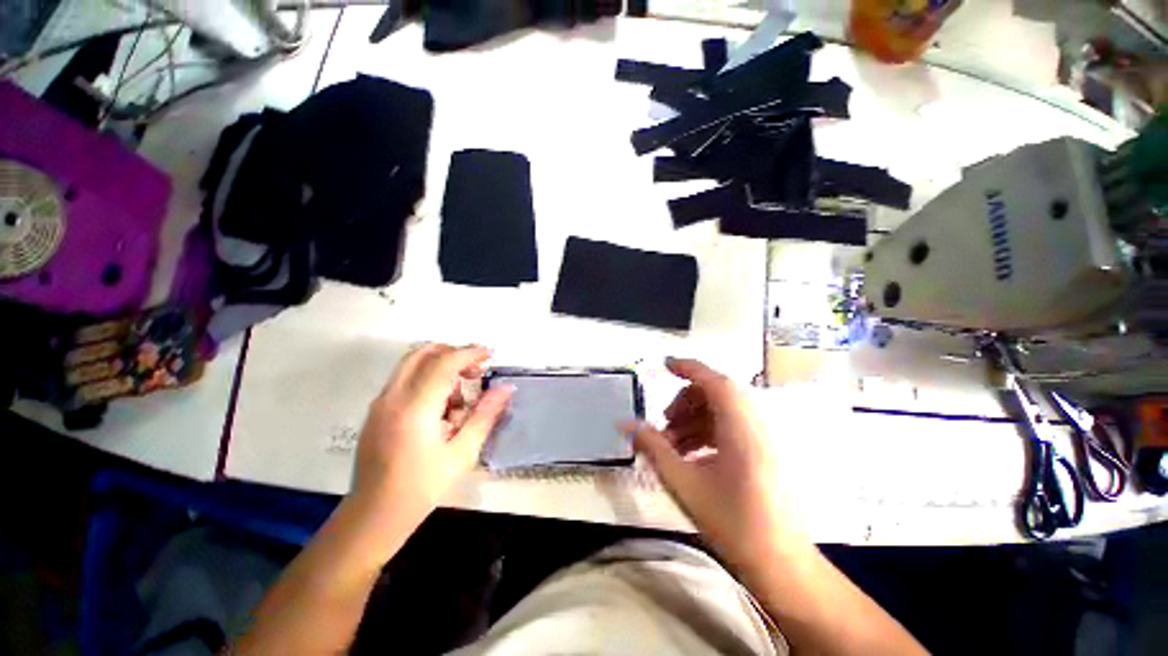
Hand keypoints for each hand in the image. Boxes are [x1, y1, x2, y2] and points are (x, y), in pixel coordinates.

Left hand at [352, 344, 512, 536]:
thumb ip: (485, 415)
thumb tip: (505, 389)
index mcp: (414, 409)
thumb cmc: (421, 487)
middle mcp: (393, 398)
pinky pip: (405, 379)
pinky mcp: (377, 410)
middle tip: (475, 369)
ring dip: (440, 367)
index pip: (444, 363)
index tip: (490, 354)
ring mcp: (380, 402)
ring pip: (412, 364)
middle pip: (423, 353)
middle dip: (453, 353)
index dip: (470, 353)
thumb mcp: (462, 453)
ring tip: (460, 396)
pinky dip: (427, 380)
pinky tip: (441, 409)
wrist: (373, 515)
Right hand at [625, 358, 805, 575]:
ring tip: (672, 445)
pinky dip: (706, 432)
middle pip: (715, 394)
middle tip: (664, 424)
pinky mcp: (762, 451)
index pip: (714, 381)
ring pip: (721, 411)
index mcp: (740, 427)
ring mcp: (761, 438)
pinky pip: (730, 427)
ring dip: (693, 419)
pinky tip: (690, 456)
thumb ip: (652, 447)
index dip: (688, 367)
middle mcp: (755, 424)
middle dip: (684, 402)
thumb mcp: (683, 482)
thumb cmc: (732, 522)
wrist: (780, 564)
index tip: (664, 364)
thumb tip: (625, 424)